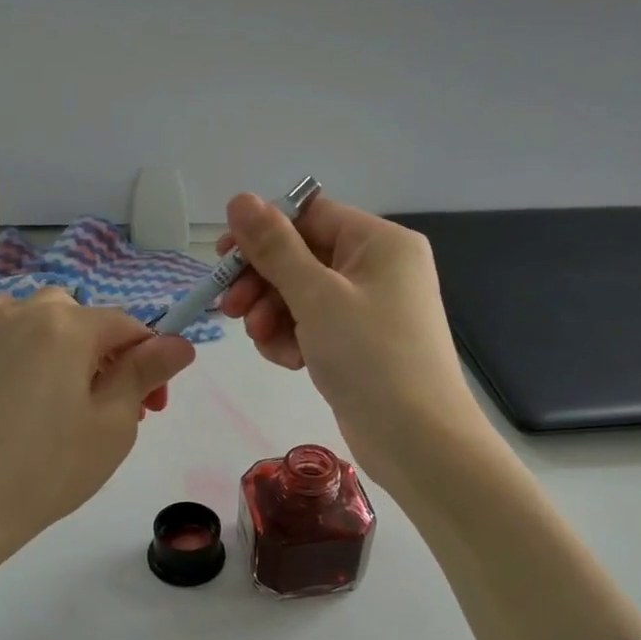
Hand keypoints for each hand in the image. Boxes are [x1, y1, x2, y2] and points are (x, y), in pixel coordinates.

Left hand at [0, 289, 194, 570]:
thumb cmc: (47, 469)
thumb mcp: (113, 424)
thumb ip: (145, 374)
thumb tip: (180, 343)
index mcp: (70, 326)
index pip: (129, 327)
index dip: (152, 363)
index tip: (153, 408)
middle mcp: (27, 313)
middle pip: (88, 320)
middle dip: (112, 357)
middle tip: (114, 410)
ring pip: (44, 315)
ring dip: (68, 342)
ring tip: (68, 391)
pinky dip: (10, 327)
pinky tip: (16, 358)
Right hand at [217, 194, 483, 484]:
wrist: (417, 440)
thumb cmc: (370, 356)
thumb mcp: (317, 297)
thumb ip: (275, 248)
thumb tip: (239, 199)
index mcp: (379, 242)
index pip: (309, 216)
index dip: (263, 233)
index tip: (223, 259)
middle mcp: (377, 268)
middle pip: (302, 257)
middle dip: (263, 283)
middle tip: (229, 309)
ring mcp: (370, 308)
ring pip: (302, 295)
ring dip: (273, 315)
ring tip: (263, 341)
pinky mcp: (359, 344)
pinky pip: (314, 326)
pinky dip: (294, 339)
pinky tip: (289, 362)